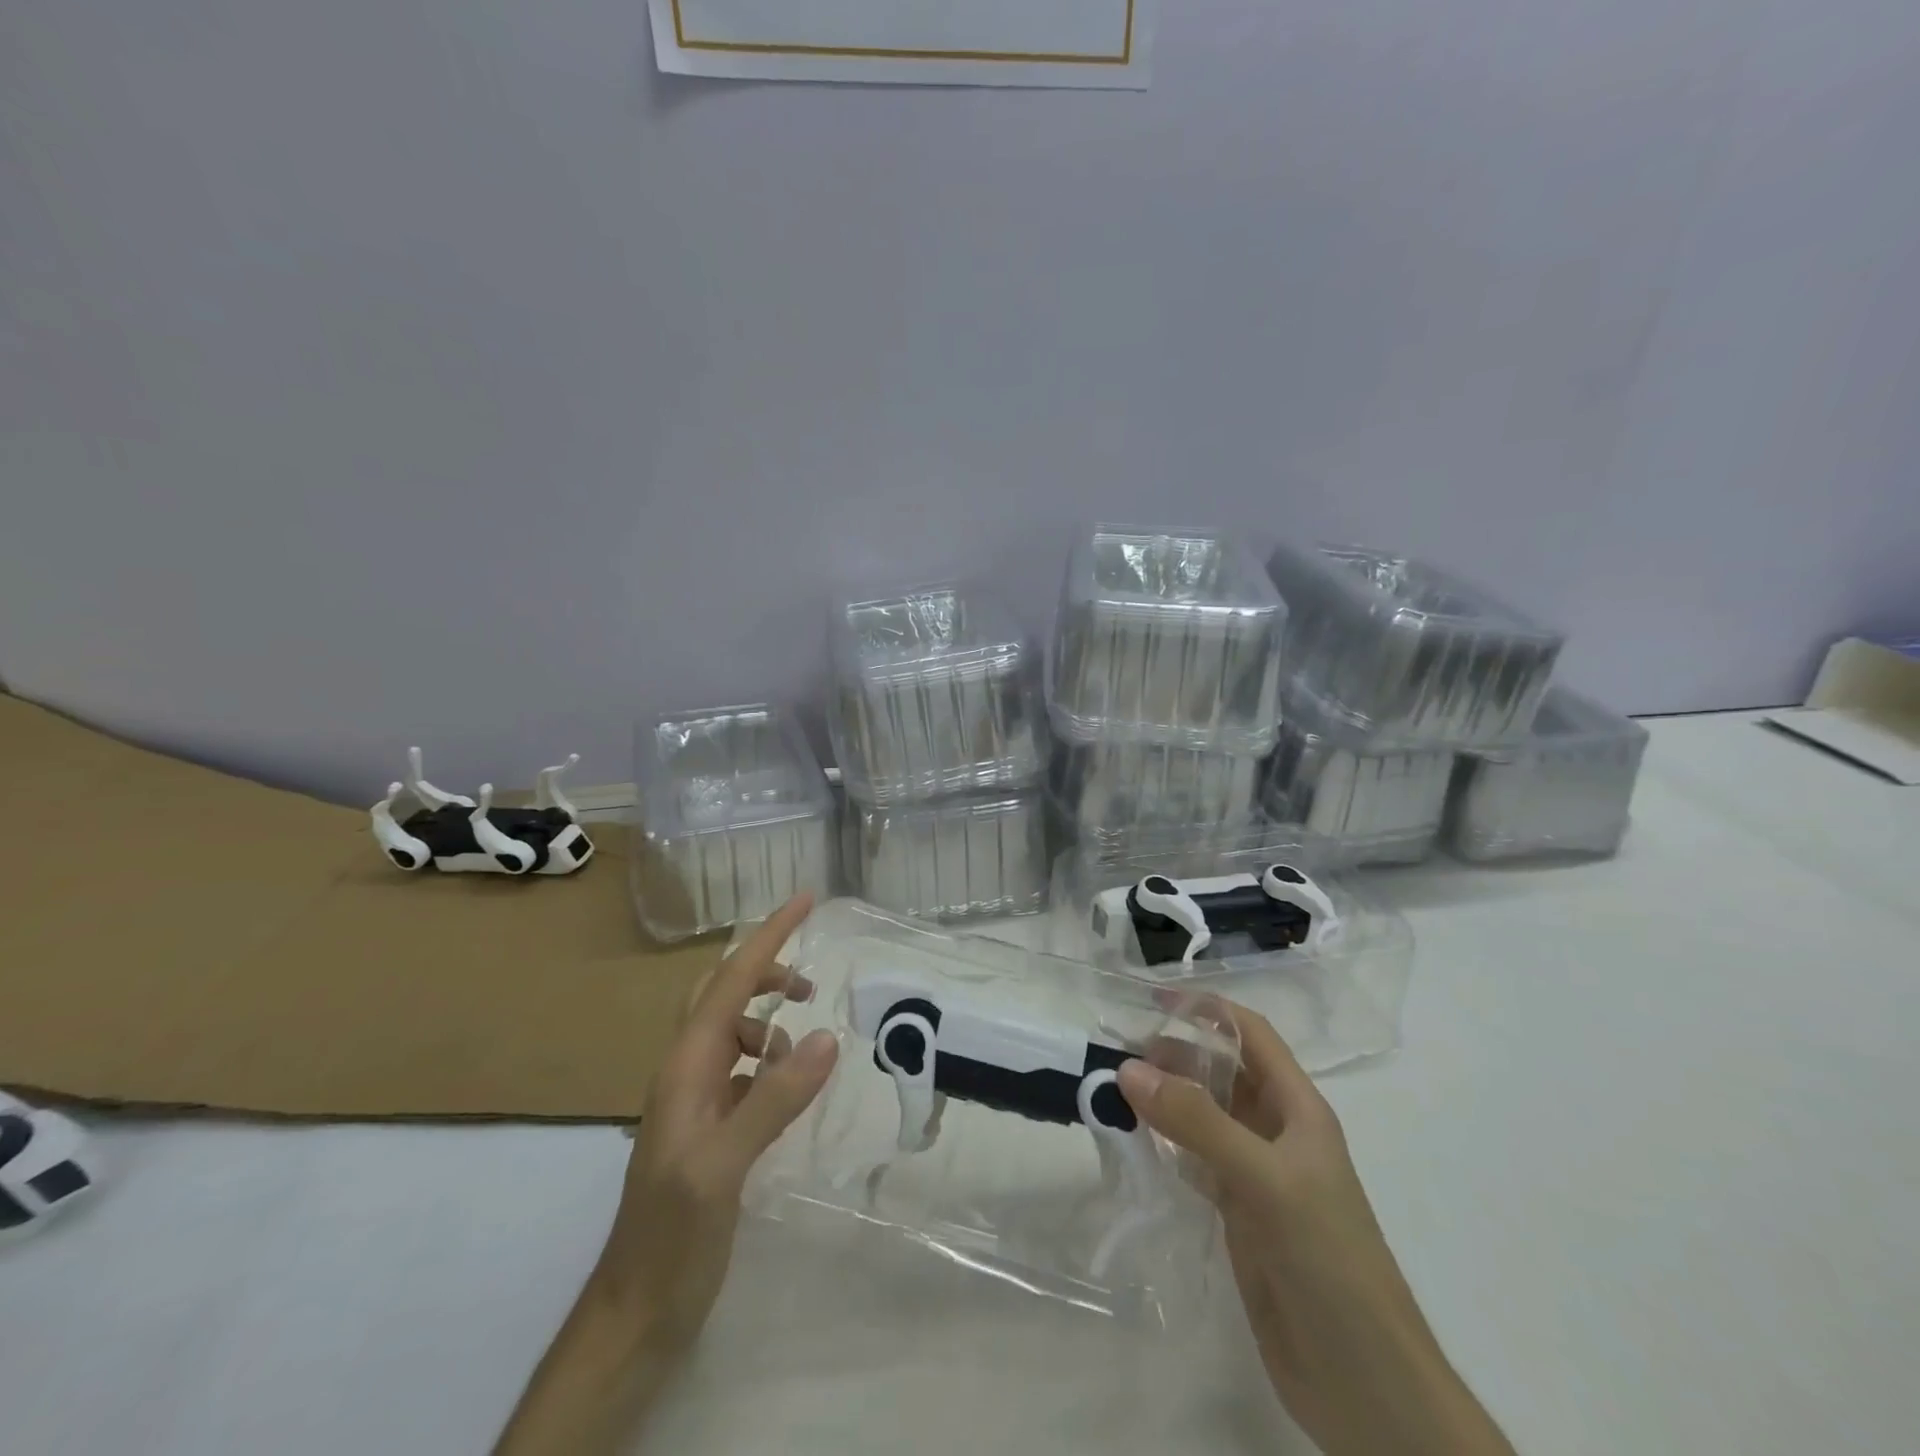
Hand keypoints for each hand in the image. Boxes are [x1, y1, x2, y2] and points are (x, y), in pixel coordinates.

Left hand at [597, 892, 839, 1350]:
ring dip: (769, 1023)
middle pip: (722, 994)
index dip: (769, 937)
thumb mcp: (724, 1167)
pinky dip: (768, 1061)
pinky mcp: (708, 1127)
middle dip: (765, 971)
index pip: (730, 982)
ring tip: (803, 1049)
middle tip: (811, 979)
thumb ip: (774, 1099)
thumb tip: (825, 1037)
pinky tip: (787, 1086)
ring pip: (732, 1031)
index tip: (805, 900)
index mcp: (685, 1066)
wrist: (637, 1312)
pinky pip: (741, 1069)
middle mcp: (686, 1071)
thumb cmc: (673, 1236)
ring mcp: (695, 1100)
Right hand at [1118, 1005, 1512, 1455]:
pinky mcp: (1239, 1216)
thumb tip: (1130, 1068)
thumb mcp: (1265, 1180)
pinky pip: (1195, 1162)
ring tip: (1114, 1087)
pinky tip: (1134, 1142)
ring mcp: (1257, 1176)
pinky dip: (1165, 1145)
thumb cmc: (1329, 1261)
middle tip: (1117, 1049)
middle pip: (1222, 1073)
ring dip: (1165, 1098)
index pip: (1250, 1035)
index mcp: (1298, 1109)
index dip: (1206, 1010)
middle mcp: (1277, 1133)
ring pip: (1204, 1116)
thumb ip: (1198, 1122)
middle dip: (1175, 1054)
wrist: (1366, 1385)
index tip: (1150, 999)